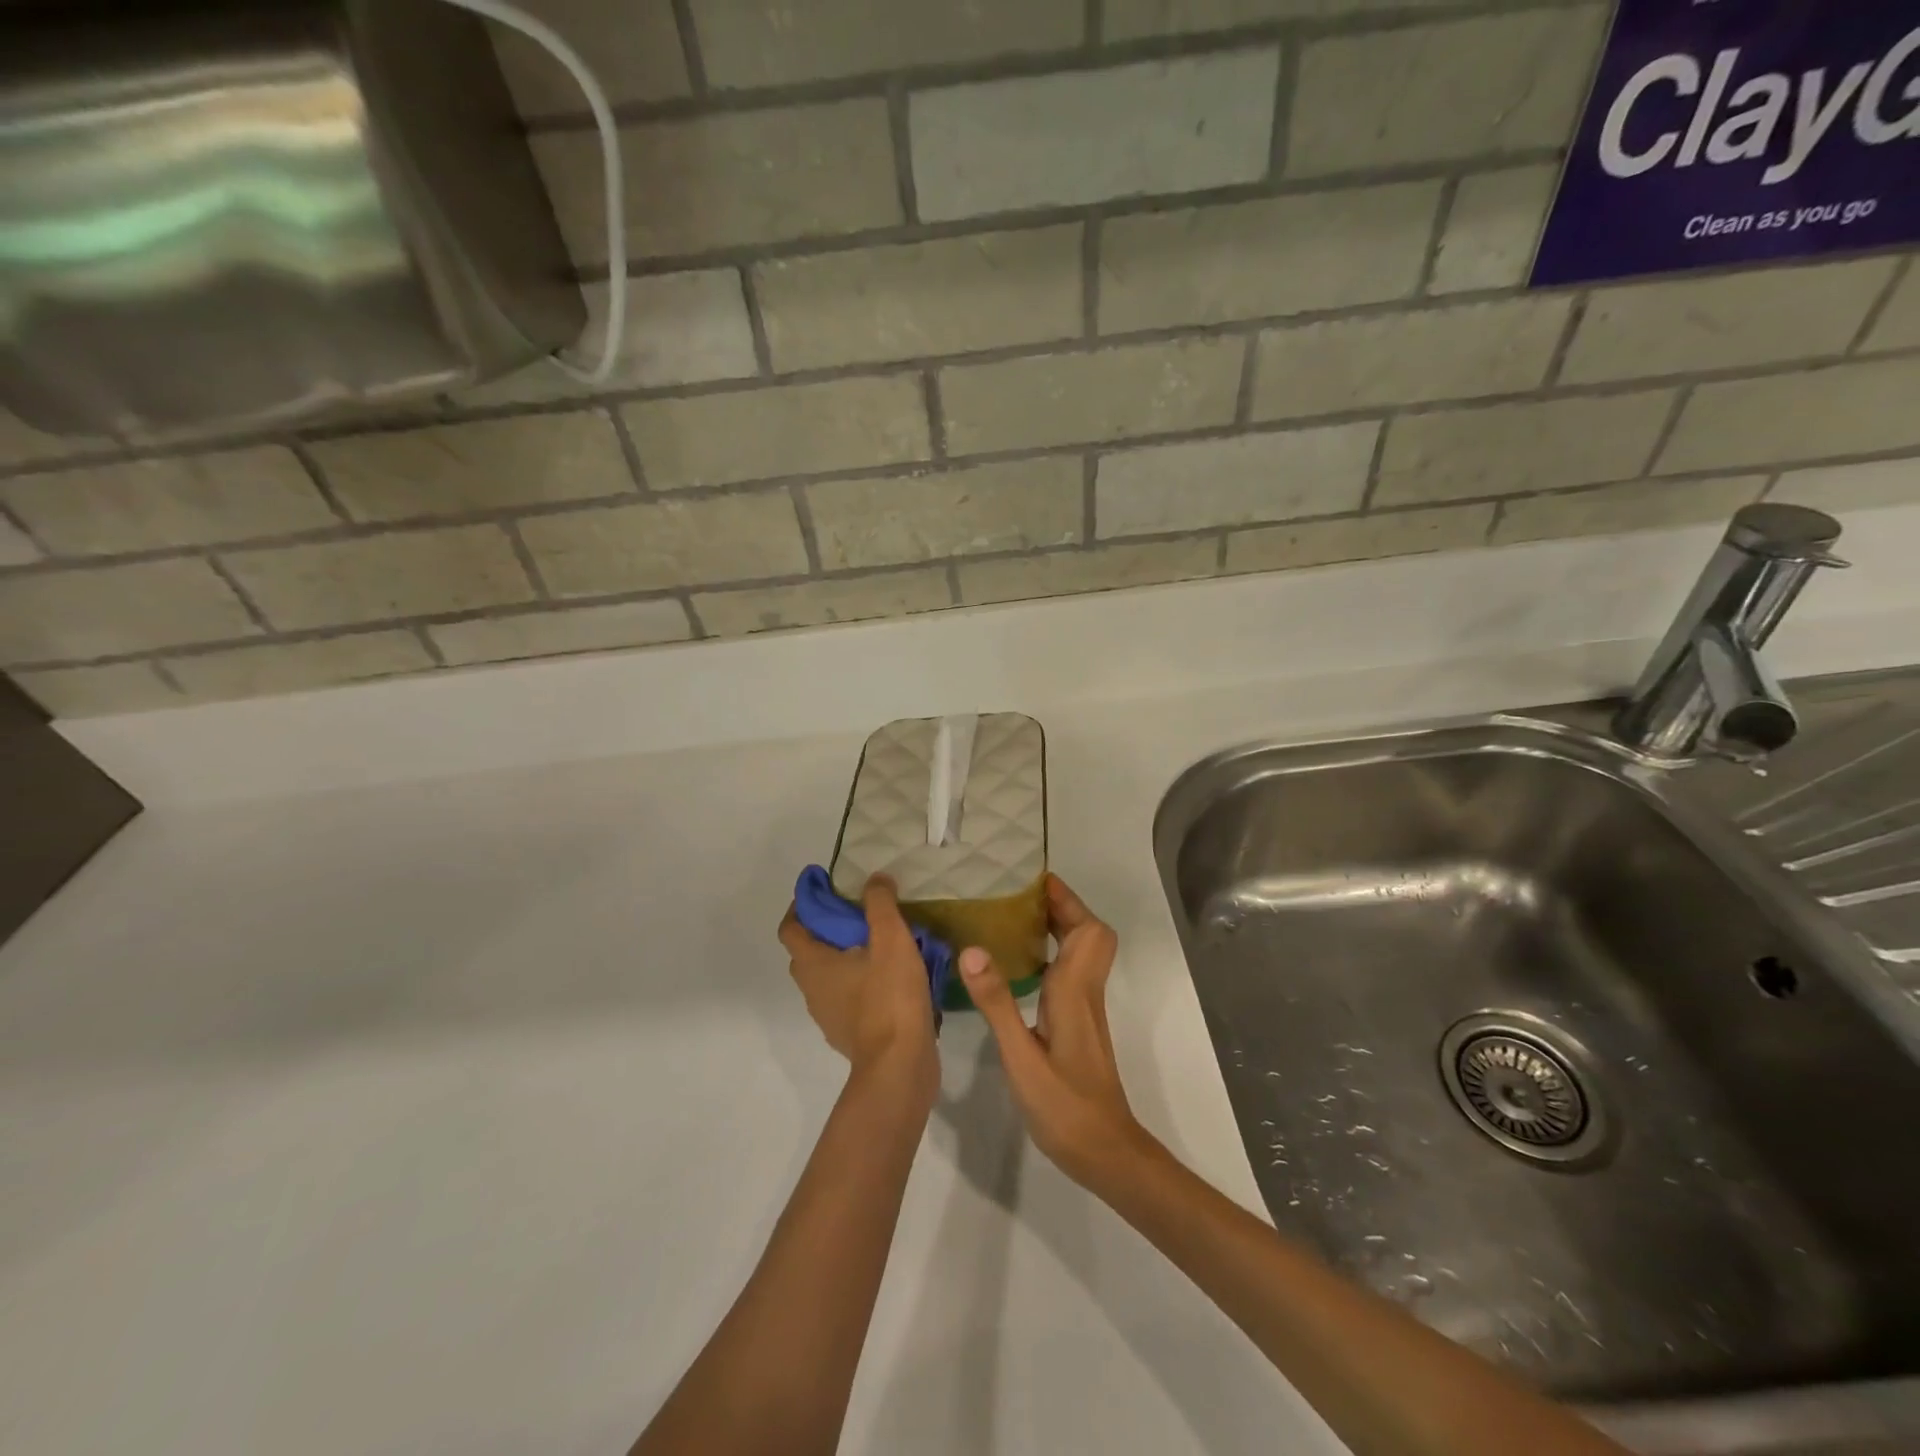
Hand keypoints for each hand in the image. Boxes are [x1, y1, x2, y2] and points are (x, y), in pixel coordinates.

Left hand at [779, 874, 937, 1102]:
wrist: (900, 1066)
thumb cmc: (889, 998)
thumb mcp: (891, 940)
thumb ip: (880, 904)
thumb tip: (874, 879)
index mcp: (813, 965)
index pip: (790, 927)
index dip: (802, 904)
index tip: (824, 887)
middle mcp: (812, 990)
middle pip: (808, 951)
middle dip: (826, 928)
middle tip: (857, 911)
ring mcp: (829, 1016)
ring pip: (829, 976)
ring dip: (845, 956)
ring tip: (879, 942)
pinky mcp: (850, 1034)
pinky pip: (848, 997)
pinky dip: (860, 982)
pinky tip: (890, 977)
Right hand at [958, 875, 1160, 1188]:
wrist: (1104, 1152)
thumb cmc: (1064, 1106)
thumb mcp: (1021, 1056)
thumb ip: (997, 1002)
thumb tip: (972, 949)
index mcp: (1074, 990)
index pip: (1087, 930)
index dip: (1068, 901)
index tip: (1035, 880)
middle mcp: (1085, 991)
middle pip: (1089, 934)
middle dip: (1062, 907)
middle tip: (1020, 896)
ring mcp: (1085, 1008)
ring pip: (1083, 952)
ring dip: (1060, 928)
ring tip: (1016, 918)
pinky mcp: (1079, 1024)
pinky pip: (1072, 971)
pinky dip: (1054, 953)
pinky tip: (1022, 965)